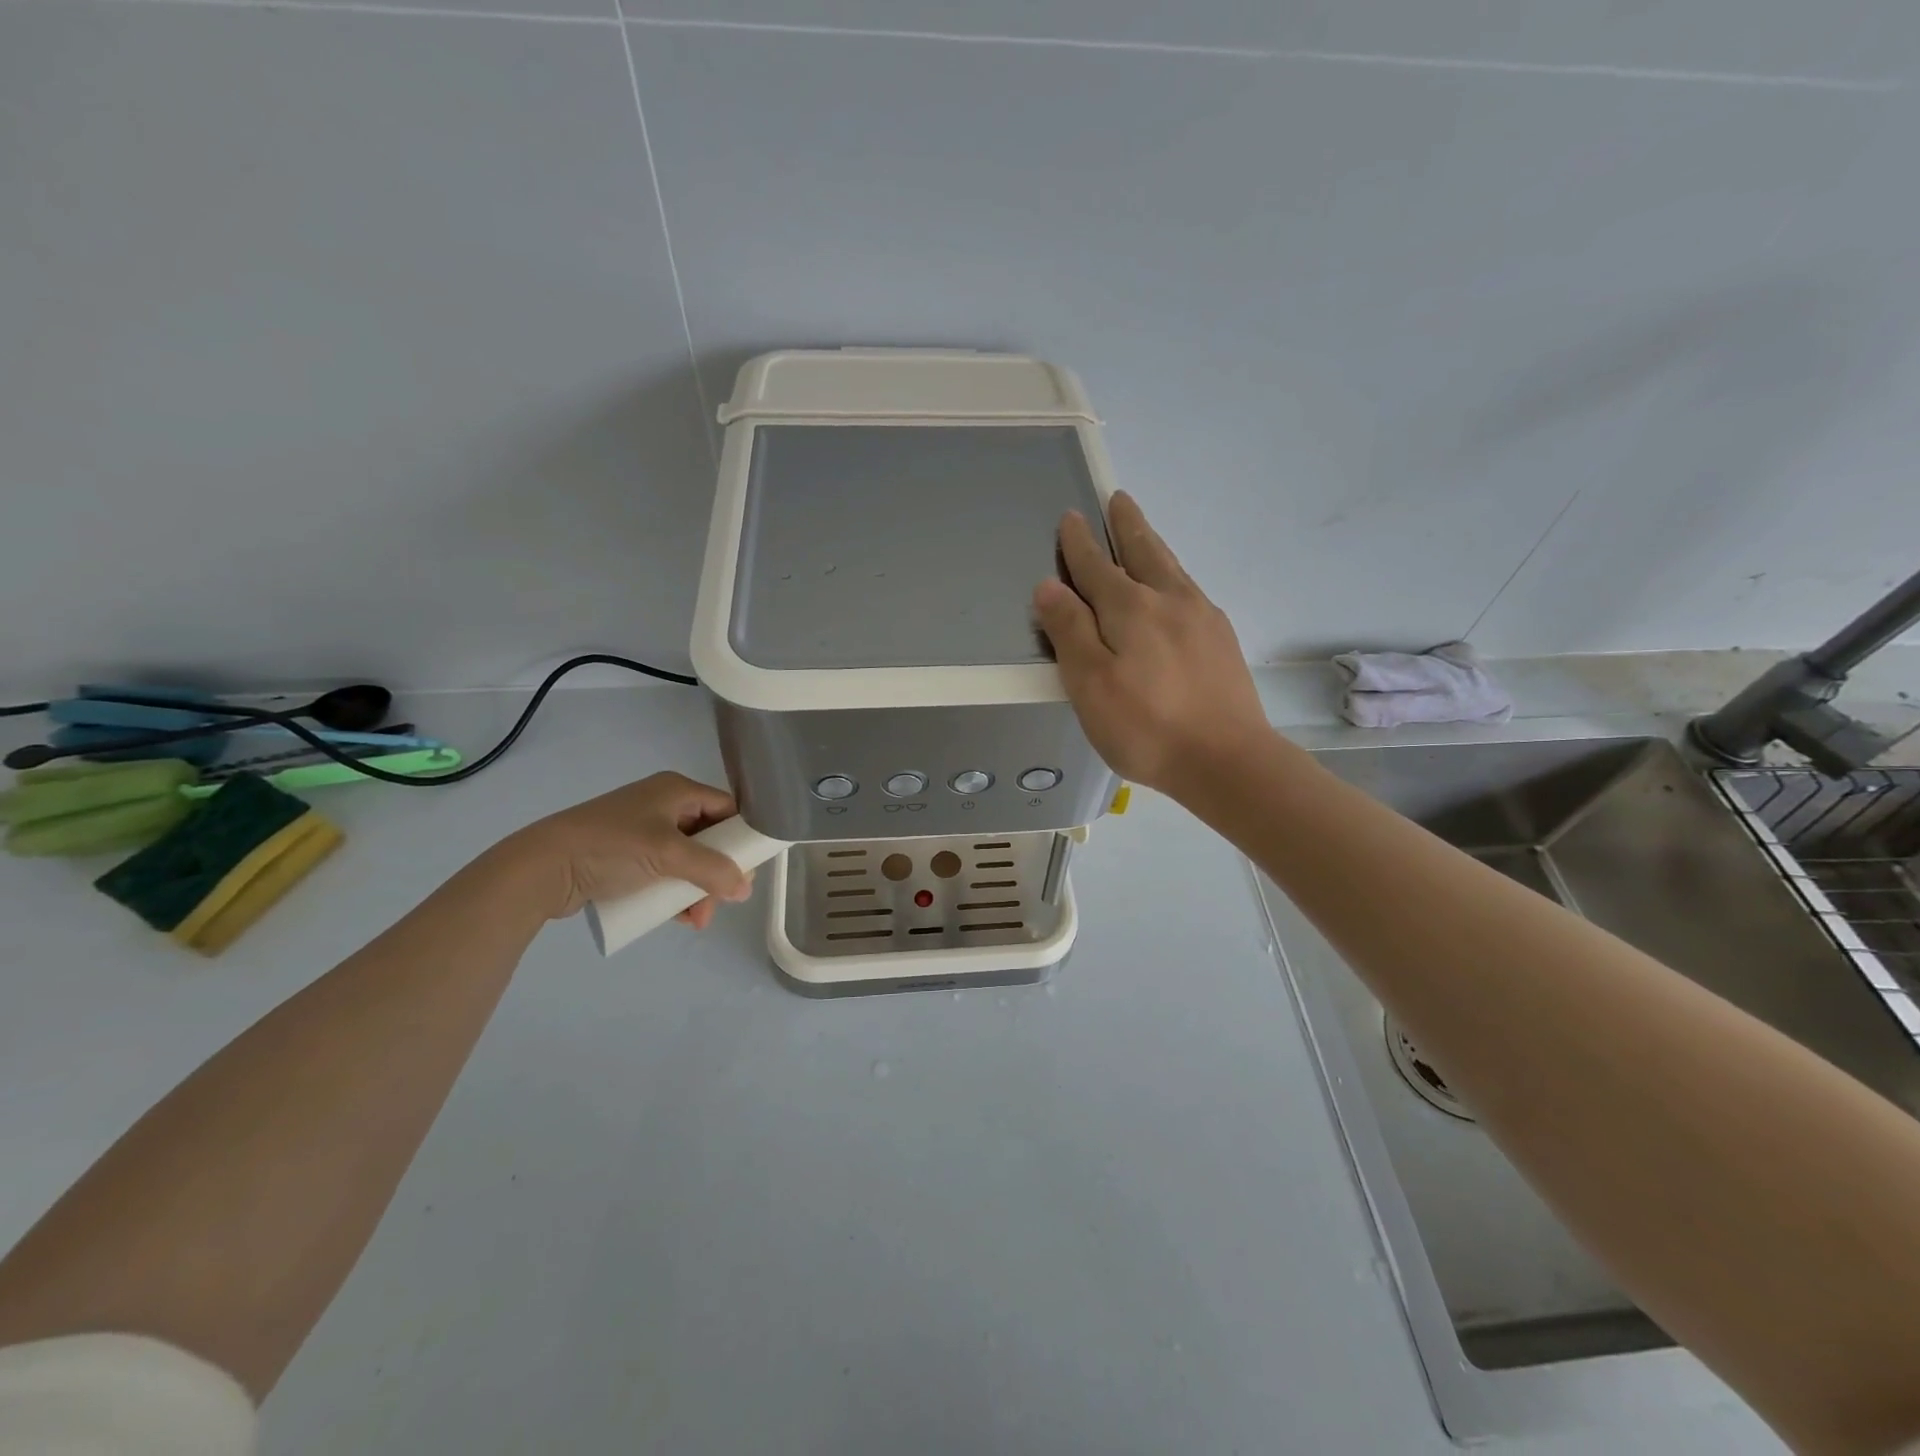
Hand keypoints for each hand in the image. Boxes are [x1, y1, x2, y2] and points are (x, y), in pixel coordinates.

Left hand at [496, 772, 754, 925]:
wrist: (542, 868)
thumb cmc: (611, 847)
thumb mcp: (668, 854)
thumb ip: (712, 870)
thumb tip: (745, 889)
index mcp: (677, 790)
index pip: (727, 809)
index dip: (742, 837)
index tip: (750, 868)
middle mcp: (664, 805)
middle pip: (710, 839)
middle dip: (718, 873)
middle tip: (723, 900)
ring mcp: (644, 832)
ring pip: (688, 860)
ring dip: (698, 889)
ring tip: (696, 919)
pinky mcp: (627, 857)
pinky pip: (665, 873)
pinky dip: (676, 892)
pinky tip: (679, 917)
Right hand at [1033, 491, 1272, 797]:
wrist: (1227, 760)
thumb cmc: (1146, 727)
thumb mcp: (1090, 684)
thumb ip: (1069, 631)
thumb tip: (1049, 585)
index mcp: (1130, 608)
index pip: (1096, 566)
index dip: (1079, 543)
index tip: (1071, 517)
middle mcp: (1169, 600)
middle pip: (1143, 552)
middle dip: (1127, 526)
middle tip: (1119, 500)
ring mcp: (1202, 618)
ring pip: (1171, 568)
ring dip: (1152, 545)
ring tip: (1143, 533)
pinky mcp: (1222, 640)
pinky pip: (1190, 591)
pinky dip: (1173, 576)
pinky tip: (1174, 589)